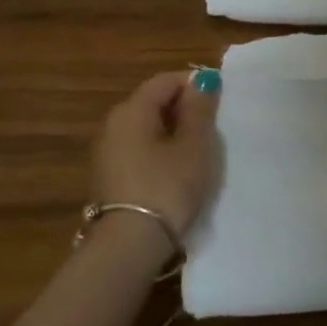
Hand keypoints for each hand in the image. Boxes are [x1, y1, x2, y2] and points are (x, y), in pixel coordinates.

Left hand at [91, 69, 222, 238]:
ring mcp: (107, 152)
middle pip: (153, 102)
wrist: (129, 246)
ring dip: (173, 132)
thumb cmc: (167, 186)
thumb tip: (202, 79)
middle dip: (184, 109)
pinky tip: (177, 172)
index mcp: (131, 110)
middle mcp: (113, 124)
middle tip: (212, 128)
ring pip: (146, 128)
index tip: (219, 103)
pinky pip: (139, 150)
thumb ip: (199, 109)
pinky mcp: (109, 176)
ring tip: (198, 152)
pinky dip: (159, 151)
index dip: (194, 85)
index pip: (166, 81)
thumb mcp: (194, 145)